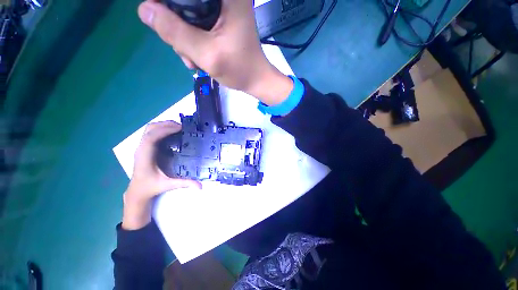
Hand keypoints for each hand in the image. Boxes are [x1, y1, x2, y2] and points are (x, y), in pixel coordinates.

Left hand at [122, 121, 200, 229]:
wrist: (137, 191)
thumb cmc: (151, 187)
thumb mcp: (168, 185)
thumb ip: (184, 184)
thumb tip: (200, 186)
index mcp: (145, 156)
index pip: (151, 138)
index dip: (165, 130)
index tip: (180, 128)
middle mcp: (141, 149)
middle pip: (150, 129)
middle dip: (166, 124)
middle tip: (182, 127)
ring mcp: (141, 147)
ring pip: (149, 129)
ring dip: (163, 125)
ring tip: (178, 127)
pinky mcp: (144, 147)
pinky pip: (151, 133)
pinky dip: (161, 129)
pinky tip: (171, 133)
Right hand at [137, 0, 292, 105]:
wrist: (255, 80)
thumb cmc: (239, 69)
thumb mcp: (207, 54)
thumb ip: (176, 32)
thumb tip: (144, 9)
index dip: (169, 4)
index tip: (167, 24)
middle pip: (184, 2)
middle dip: (177, 26)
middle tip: (186, 51)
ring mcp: (221, 9)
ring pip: (187, 13)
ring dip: (184, 37)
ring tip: (194, 59)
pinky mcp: (219, 21)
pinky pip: (195, 23)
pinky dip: (192, 39)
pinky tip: (197, 56)